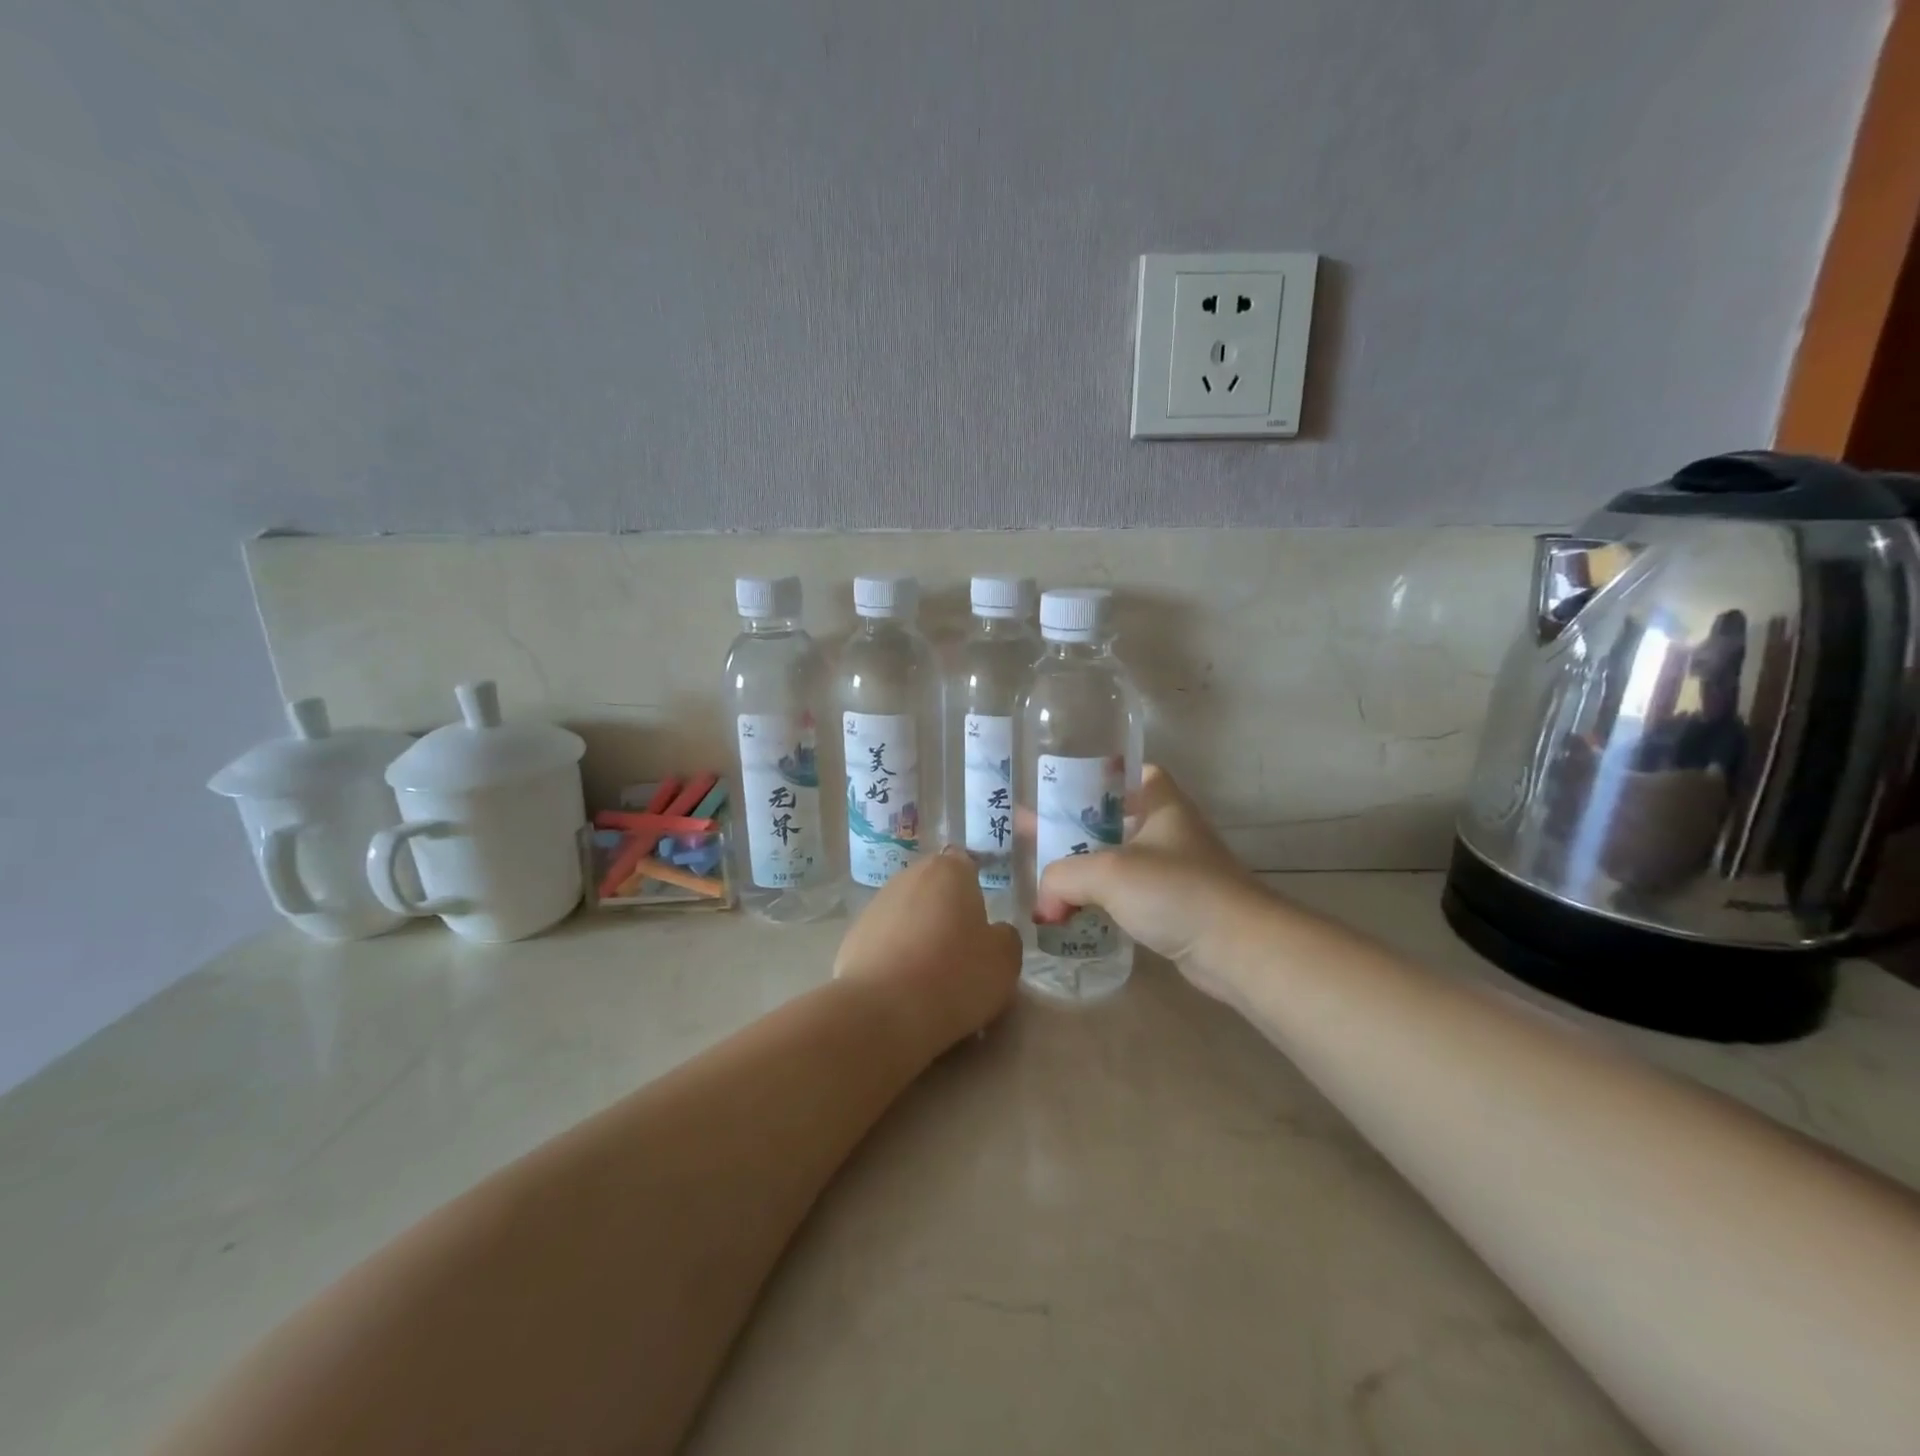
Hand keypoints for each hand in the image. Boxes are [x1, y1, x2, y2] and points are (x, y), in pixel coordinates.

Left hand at [835, 848, 1023, 1051]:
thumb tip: (992, 933)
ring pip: (907, 914)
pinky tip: (903, 988)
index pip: (965, 863)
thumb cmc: (955, 976)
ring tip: (931, 976)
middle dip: (945, 911)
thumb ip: (1004, 937)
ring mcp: (875, 906)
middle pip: (933, 889)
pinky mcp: (851, 938)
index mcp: (948, 871)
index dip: (974, 888)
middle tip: (961, 951)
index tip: (981, 920)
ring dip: (918, 934)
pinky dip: (894, 957)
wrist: (882, 1012)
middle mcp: (908, 877)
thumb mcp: (1005, 960)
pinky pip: (884, 942)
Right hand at [1035, 765, 1265, 997]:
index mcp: (1161, 803)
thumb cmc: (1175, 890)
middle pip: (1116, 818)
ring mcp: (1174, 869)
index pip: (1131, 772)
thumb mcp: (1107, 872)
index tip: (1062, 786)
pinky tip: (1075, 909)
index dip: (1098, 775)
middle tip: (1036, 834)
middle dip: (1077, 827)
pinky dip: (1102, 897)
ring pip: (1119, 858)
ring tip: (1046, 874)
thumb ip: (1062, 878)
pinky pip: (1128, 893)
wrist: (1237, 948)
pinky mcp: (1175, 906)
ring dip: (1086, 866)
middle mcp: (1169, 830)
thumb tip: (1043, 905)